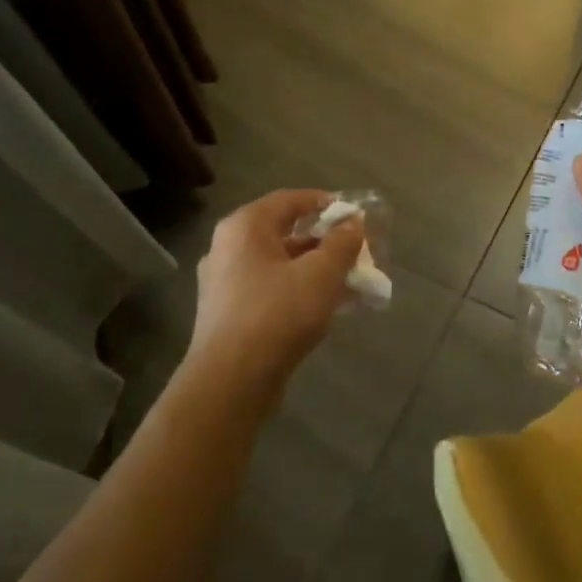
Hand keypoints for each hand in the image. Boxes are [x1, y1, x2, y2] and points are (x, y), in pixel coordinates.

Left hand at [188, 190, 364, 393]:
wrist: (231, 381)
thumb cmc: (277, 314)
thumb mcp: (321, 274)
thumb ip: (341, 244)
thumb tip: (353, 223)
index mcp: (244, 227)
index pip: (289, 199)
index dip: (324, 202)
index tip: (354, 215)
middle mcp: (227, 249)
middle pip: (284, 233)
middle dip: (325, 242)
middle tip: (356, 252)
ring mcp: (224, 284)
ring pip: (279, 266)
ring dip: (315, 270)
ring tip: (350, 283)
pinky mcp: (229, 315)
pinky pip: (271, 291)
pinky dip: (299, 292)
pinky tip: (327, 309)